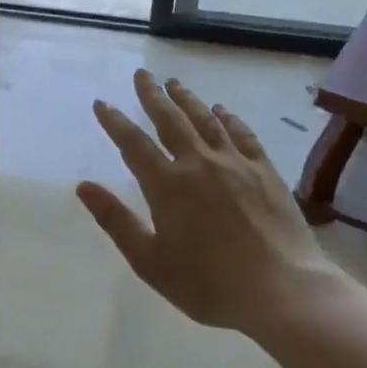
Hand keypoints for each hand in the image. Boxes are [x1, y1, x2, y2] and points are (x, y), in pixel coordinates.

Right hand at [76, 69, 340, 334]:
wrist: (283, 292)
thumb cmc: (209, 284)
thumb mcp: (150, 261)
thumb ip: (116, 220)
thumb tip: (83, 187)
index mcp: (167, 185)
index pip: (133, 143)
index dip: (115, 121)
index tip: (102, 103)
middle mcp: (198, 163)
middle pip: (170, 119)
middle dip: (152, 95)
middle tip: (142, 74)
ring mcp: (235, 164)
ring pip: (205, 120)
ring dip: (187, 99)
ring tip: (174, 83)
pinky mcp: (265, 171)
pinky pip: (242, 134)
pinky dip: (228, 118)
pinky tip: (222, 110)